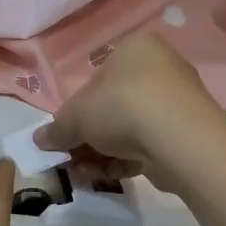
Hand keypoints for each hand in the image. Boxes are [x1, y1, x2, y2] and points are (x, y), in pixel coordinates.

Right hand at [34, 35, 225, 190]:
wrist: (179, 140)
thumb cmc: (121, 107)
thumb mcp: (75, 116)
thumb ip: (56, 129)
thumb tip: (39, 140)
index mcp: (134, 49)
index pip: (96, 79)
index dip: (75, 110)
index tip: (64, 135)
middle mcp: (159, 69)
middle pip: (110, 107)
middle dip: (86, 137)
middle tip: (68, 158)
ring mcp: (176, 103)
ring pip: (127, 130)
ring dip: (100, 153)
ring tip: (81, 173)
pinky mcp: (185, 134)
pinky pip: (146, 145)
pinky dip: (123, 160)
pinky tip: (104, 176)